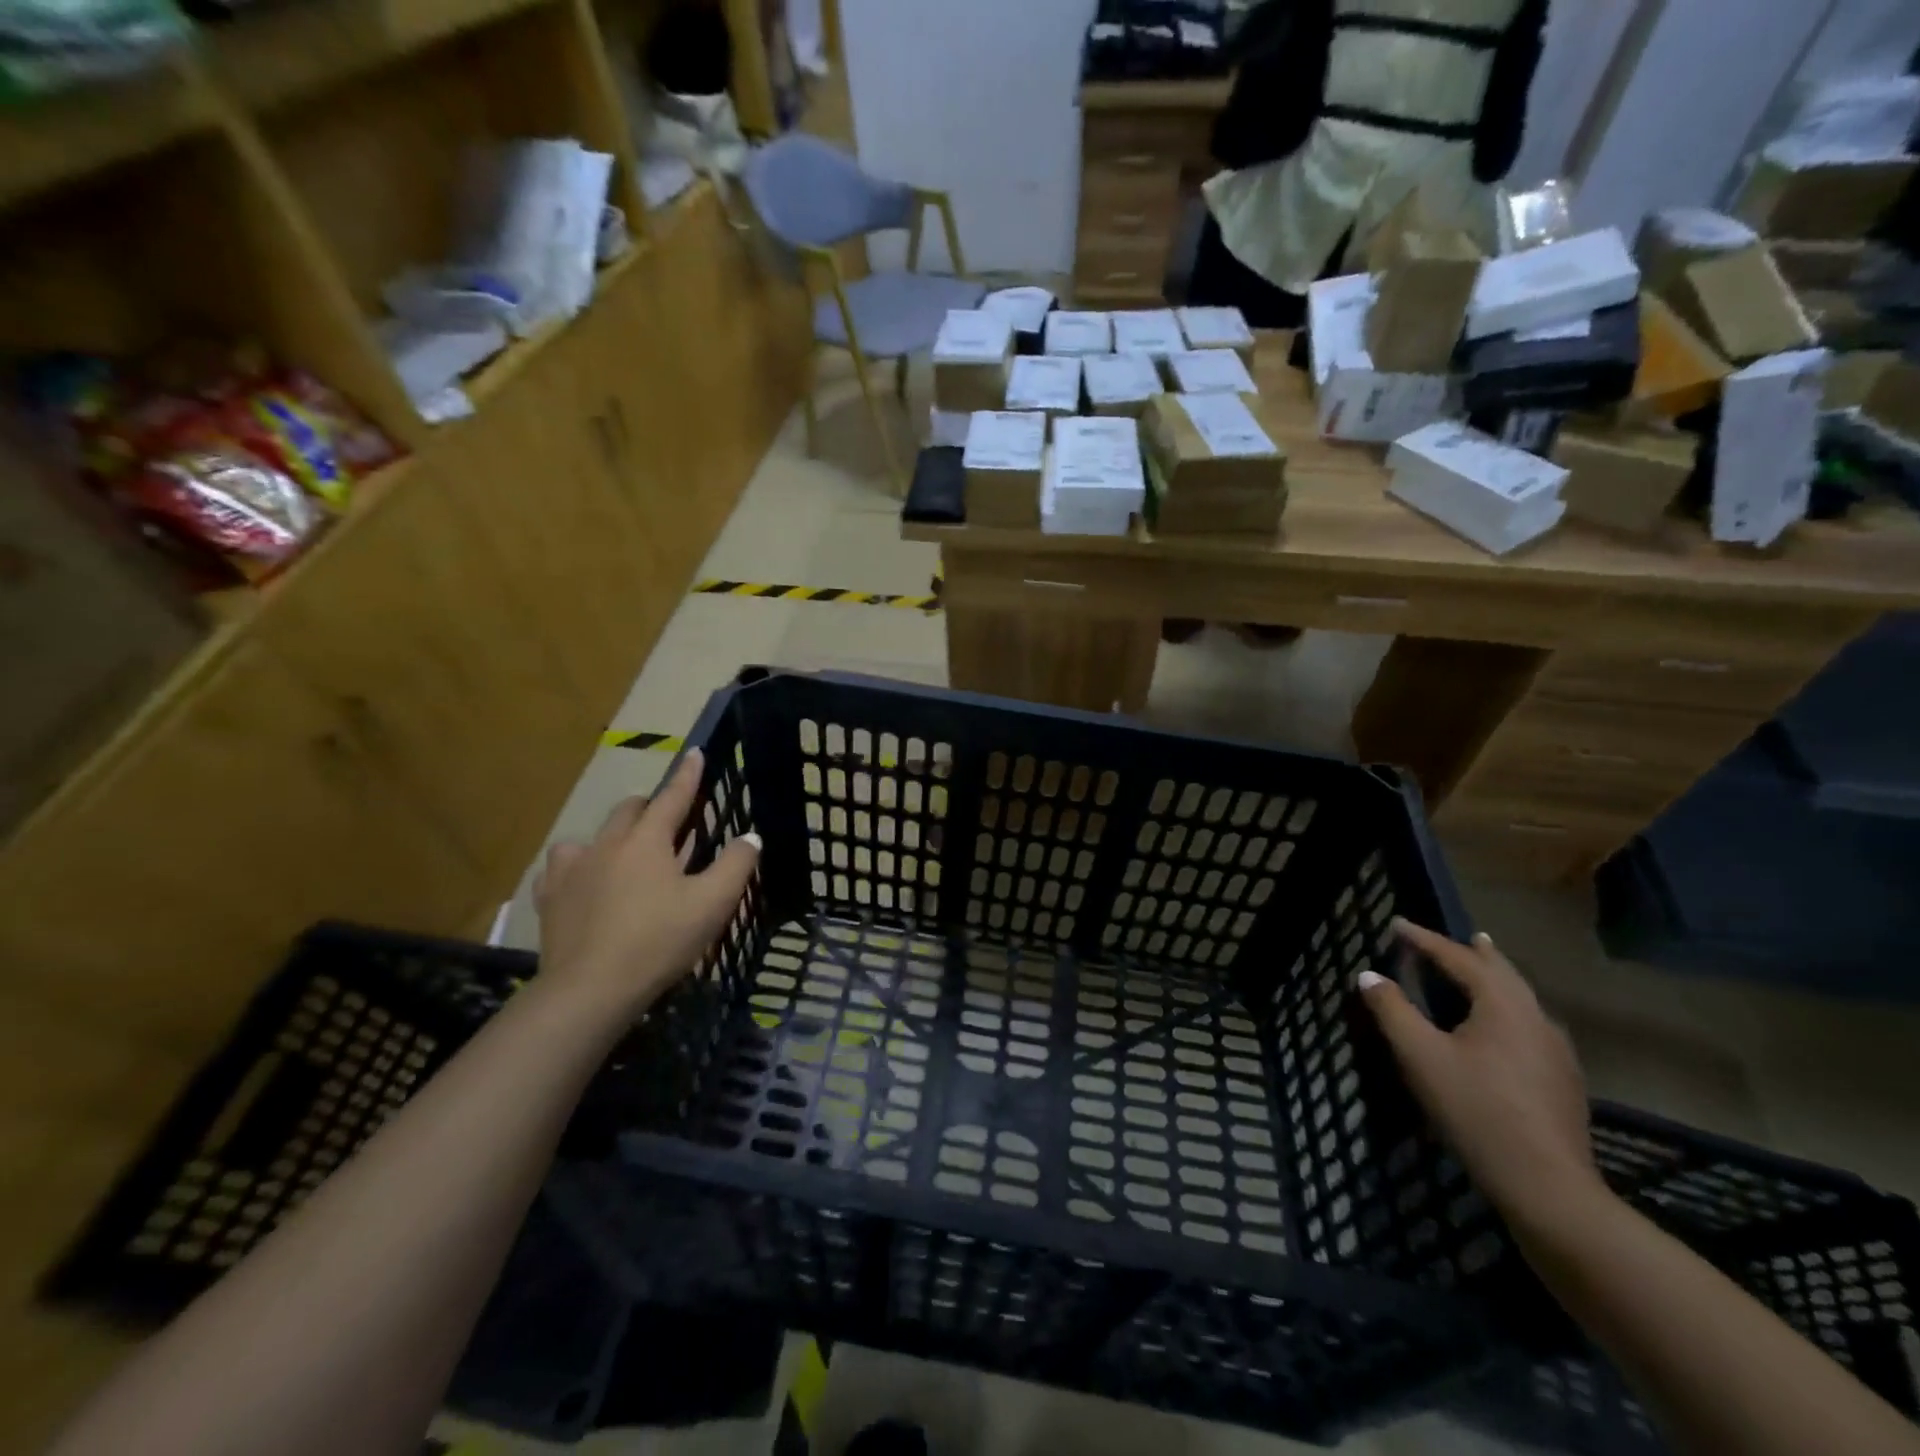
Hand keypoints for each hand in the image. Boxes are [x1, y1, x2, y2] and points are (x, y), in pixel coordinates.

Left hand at [533, 748, 759, 1021]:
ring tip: (623, 857)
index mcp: (647, 840)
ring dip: (612, 837)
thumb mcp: (712, 903)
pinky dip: (577, 868)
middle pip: (630, 809)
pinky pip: (561, 868)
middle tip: (670, 826)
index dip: (688, 775)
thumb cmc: (659, 940)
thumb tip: (750, 837)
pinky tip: (583, 883)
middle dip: (651, 808)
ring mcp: (572, 869)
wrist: (591, 989)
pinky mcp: (549, 897)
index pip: (673, 796)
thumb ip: (736, 865)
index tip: (694, 752)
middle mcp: (607, 844)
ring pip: (592, 836)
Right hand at [1358, 919, 1604, 1228]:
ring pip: (1522, 999)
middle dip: (1475, 953)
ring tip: (1482, 971)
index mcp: (1503, 1005)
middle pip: (1503, 972)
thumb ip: (1392, 1010)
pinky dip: (1507, 1009)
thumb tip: (1369, 975)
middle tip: (1460, 936)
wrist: (1547, 1186)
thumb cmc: (1475, 1110)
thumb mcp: (1420, 1056)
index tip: (1397, 924)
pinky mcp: (1563, 1079)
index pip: (1459, 958)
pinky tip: (1502, 1027)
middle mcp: (1536, 1017)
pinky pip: (1530, 1025)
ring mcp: (1556, 1051)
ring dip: (1496, 980)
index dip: (1425, 940)